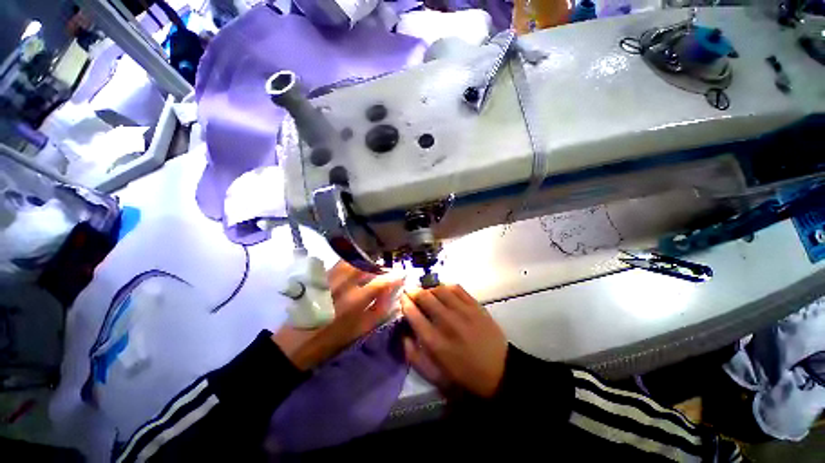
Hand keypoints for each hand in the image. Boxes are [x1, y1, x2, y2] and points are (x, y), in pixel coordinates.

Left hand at [273, 261, 401, 369]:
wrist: (296, 342)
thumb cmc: (332, 340)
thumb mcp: (360, 330)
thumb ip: (379, 311)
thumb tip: (393, 296)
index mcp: (355, 301)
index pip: (381, 282)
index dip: (394, 276)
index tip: (402, 273)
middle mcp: (344, 285)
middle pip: (366, 265)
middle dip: (379, 265)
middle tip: (385, 269)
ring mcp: (331, 278)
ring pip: (353, 260)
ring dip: (365, 261)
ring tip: (371, 266)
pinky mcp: (321, 277)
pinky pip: (340, 263)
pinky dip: (352, 261)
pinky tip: (355, 267)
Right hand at [401, 285, 507, 397]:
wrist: (499, 371)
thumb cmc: (464, 375)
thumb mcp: (434, 375)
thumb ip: (414, 356)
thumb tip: (403, 335)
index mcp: (436, 343)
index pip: (414, 315)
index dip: (405, 304)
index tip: (402, 299)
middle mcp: (448, 323)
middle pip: (425, 298)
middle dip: (414, 292)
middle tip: (410, 291)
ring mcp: (463, 312)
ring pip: (440, 290)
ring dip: (429, 288)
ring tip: (426, 291)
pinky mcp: (476, 306)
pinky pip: (457, 288)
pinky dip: (446, 286)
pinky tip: (443, 290)